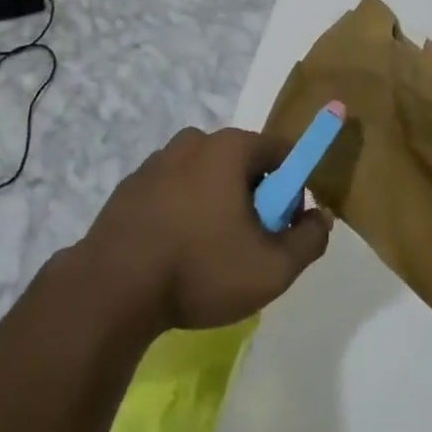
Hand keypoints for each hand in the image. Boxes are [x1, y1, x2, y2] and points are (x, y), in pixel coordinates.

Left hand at [81, 127, 332, 332]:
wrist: (111, 291)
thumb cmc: (200, 269)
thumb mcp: (272, 269)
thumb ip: (309, 241)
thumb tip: (320, 218)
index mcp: (230, 147)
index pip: (281, 150)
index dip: (293, 186)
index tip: (285, 225)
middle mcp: (194, 140)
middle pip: (242, 162)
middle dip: (254, 196)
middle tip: (248, 245)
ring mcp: (158, 160)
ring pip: (206, 176)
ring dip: (216, 204)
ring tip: (207, 255)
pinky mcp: (131, 185)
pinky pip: (174, 190)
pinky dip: (183, 211)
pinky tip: (175, 252)